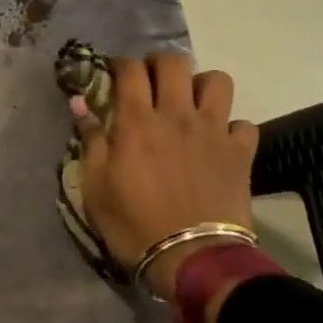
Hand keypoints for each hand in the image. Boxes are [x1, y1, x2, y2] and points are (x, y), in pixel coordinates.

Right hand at [72, 54, 259, 307]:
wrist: (192, 259)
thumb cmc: (134, 224)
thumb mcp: (95, 187)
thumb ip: (90, 140)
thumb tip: (80, 103)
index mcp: (137, 121)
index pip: (130, 70)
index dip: (121, 64)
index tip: (114, 74)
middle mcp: (177, 115)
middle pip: (174, 62)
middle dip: (159, 64)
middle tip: (151, 82)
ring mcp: (213, 131)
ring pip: (217, 81)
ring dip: (201, 85)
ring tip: (190, 103)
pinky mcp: (240, 153)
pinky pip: (242, 123)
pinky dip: (231, 127)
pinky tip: (218, 141)